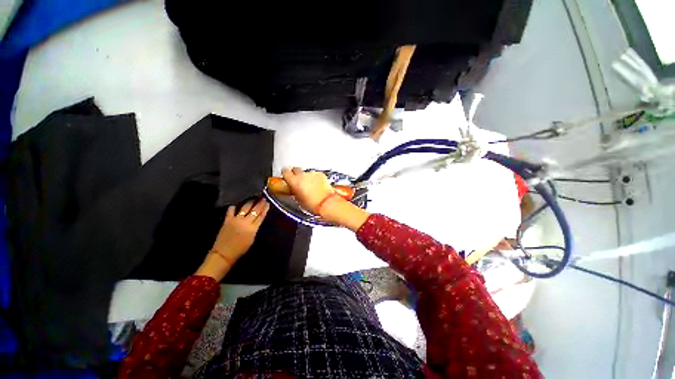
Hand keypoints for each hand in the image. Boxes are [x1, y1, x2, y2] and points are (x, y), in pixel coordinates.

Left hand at [196, 198, 269, 280]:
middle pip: (255, 210)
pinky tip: (237, 204)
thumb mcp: (252, 238)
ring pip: (245, 207)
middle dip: (260, 203)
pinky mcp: (227, 220)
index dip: (265, 208)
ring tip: (253, 198)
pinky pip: (231, 210)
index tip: (268, 203)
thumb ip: (255, 228)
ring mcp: (236, 219)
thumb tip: (257, 220)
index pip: (261, 215)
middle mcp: (245, 222)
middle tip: (263, 197)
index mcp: (253, 228)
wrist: (224, 254)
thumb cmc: (240, 249)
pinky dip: (235, 206)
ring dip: (250, 202)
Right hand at [282, 167, 369, 230]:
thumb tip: (294, 189)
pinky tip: (318, 186)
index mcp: (295, 181)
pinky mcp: (321, 174)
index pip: (285, 171)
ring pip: (307, 173)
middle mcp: (303, 175)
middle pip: (296, 169)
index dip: (286, 174)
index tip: (287, 176)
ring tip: (311, 186)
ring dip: (307, 177)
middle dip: (296, 174)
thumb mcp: (298, 200)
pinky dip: (316, 178)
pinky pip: (316, 175)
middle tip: (299, 181)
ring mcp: (313, 174)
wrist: (327, 203)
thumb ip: (295, 191)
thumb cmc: (313, 204)